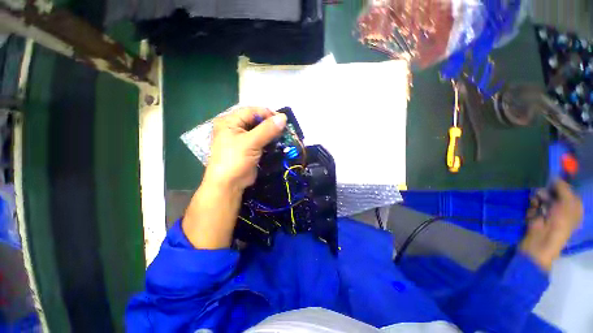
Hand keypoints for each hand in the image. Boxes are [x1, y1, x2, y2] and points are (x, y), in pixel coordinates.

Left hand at [204, 107, 287, 190]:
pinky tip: (277, 144)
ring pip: (260, 131)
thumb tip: (284, 117)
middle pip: (256, 120)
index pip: (252, 111)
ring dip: (271, 133)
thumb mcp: (251, 142)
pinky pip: (261, 140)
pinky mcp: (249, 148)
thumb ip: (267, 129)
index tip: (283, 120)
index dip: (268, 114)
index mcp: (230, 121)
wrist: (229, 184)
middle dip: (271, 124)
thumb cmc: (235, 160)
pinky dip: (269, 141)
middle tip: (285, 129)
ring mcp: (242, 139)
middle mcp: (235, 127)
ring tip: (283, 136)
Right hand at [520, 181, 582, 270]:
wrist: (543, 237)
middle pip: (555, 192)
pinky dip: (533, 203)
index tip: (554, 181)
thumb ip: (563, 188)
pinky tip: (533, 207)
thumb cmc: (560, 221)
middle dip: (548, 191)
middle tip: (544, 193)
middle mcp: (563, 206)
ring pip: (543, 196)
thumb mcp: (566, 202)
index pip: (568, 189)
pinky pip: (534, 202)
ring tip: (537, 202)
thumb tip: (555, 177)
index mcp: (574, 205)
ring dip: (539, 197)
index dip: (561, 185)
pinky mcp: (537, 212)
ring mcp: (549, 210)